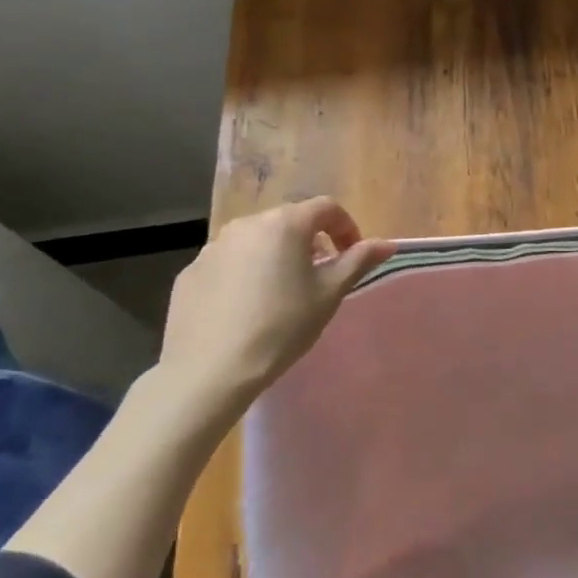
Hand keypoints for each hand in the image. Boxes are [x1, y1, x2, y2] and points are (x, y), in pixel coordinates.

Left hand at [151, 197, 394, 418]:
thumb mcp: (329, 293)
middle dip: (311, 241)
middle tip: (320, 275)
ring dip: (276, 255)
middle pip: (289, 221)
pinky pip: (228, 262)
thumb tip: (387, 244)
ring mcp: (213, 247)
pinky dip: (245, 273)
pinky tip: (247, 307)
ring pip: (257, 241)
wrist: (209, 370)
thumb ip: (359, 261)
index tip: (352, 256)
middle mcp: (247, 224)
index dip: (346, 227)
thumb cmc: (282, 326)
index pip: (326, 208)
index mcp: (285, 224)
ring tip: (283, 292)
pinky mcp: (190, 272)